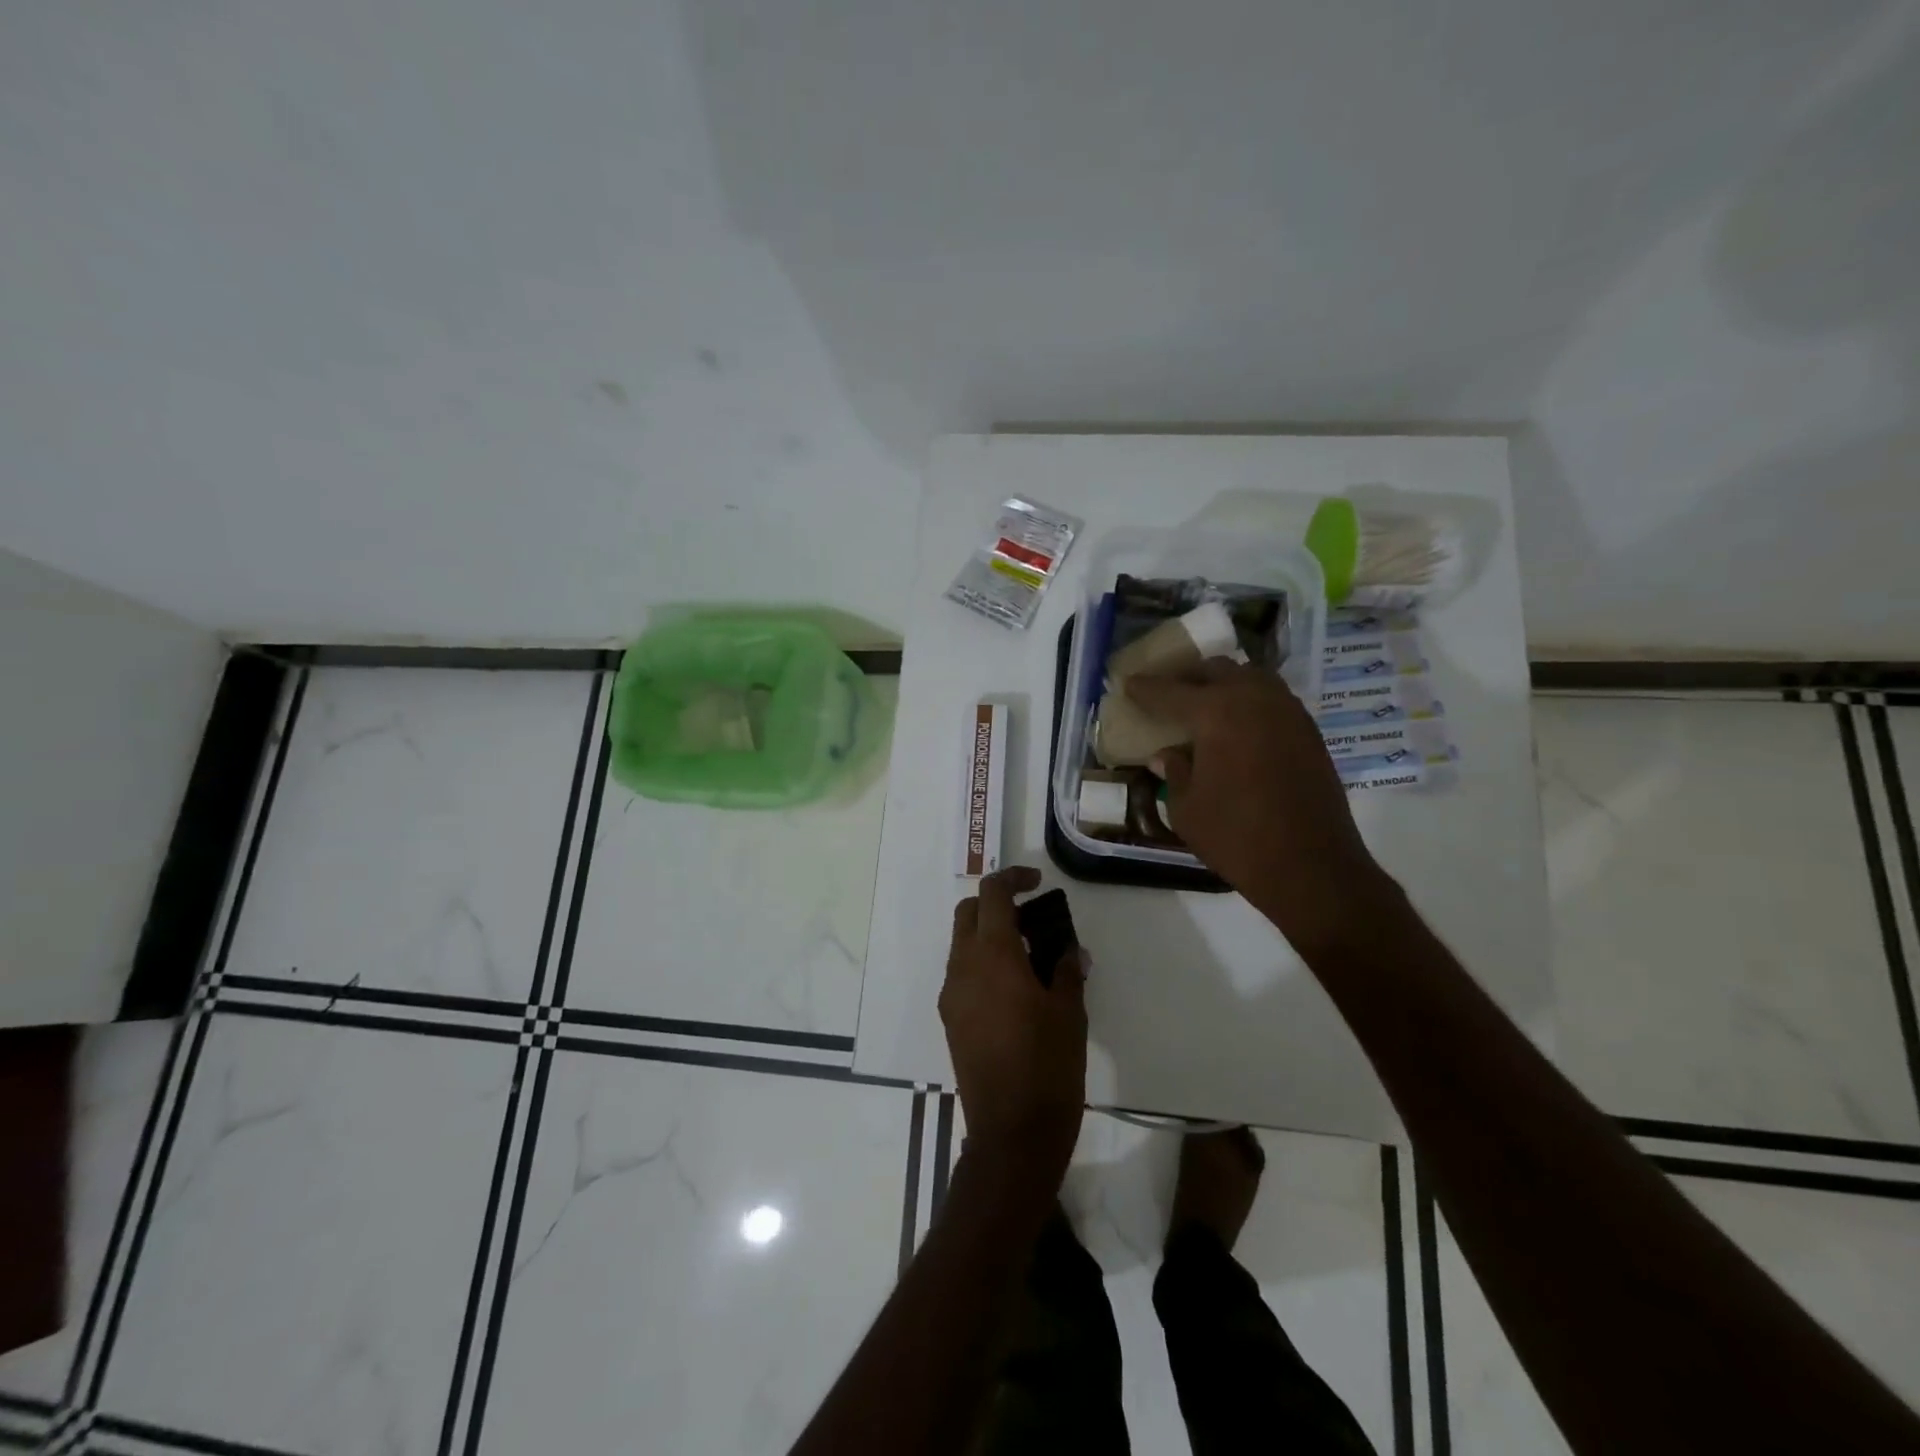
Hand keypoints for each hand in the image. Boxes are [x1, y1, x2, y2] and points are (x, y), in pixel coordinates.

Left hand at [939, 867, 1087, 1179]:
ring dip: (989, 935)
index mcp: (993, 955)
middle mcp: (963, 966)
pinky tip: (1013, 989)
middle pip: (968, 912)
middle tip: (1032, 919)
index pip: (992, 894)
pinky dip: (982, 963)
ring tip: (1029, 958)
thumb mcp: (1070, 1013)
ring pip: (962, 943)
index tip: (1037, 881)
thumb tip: (1070, 950)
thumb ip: (1068, 970)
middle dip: (995, 903)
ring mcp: (952, 994)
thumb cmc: (1048, 1066)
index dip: (1013, 877)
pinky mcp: (950, 1019)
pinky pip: (962, 973)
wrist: (1011, 1133)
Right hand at [1126, 661, 1392, 949]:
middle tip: (1168, 693)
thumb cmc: (1236, 837)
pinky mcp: (1309, 732)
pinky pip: (1273, 699)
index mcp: (1217, 713)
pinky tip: (1238, 726)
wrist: (1311, 865)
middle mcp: (1254, 699)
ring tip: (1204, 704)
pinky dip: (1249, 702)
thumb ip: (1174, 773)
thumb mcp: (1186, 809)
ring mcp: (1288, 712)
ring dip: (1224, 684)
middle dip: (1187, 678)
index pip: (1171, 692)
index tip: (1128, 684)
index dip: (1146, 688)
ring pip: (1250, 678)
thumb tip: (1167, 755)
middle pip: (1215, 671)